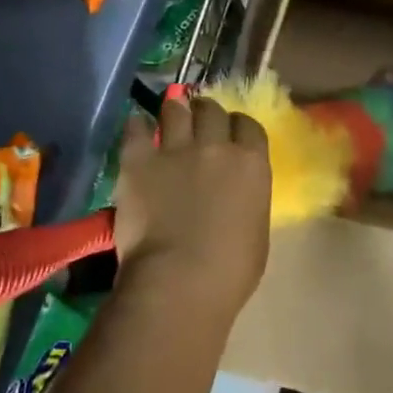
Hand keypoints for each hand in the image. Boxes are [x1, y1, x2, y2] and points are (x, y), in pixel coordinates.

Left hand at [112, 95, 271, 320]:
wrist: (179, 283)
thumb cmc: (229, 272)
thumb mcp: (256, 231)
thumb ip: (249, 200)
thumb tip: (237, 195)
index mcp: (251, 164)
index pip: (248, 125)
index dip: (237, 126)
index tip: (229, 134)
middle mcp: (216, 146)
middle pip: (212, 110)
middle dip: (205, 112)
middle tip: (197, 121)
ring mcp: (176, 150)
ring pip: (175, 110)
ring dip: (173, 111)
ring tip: (168, 117)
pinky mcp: (139, 161)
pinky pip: (135, 129)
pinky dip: (136, 125)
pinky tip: (136, 128)